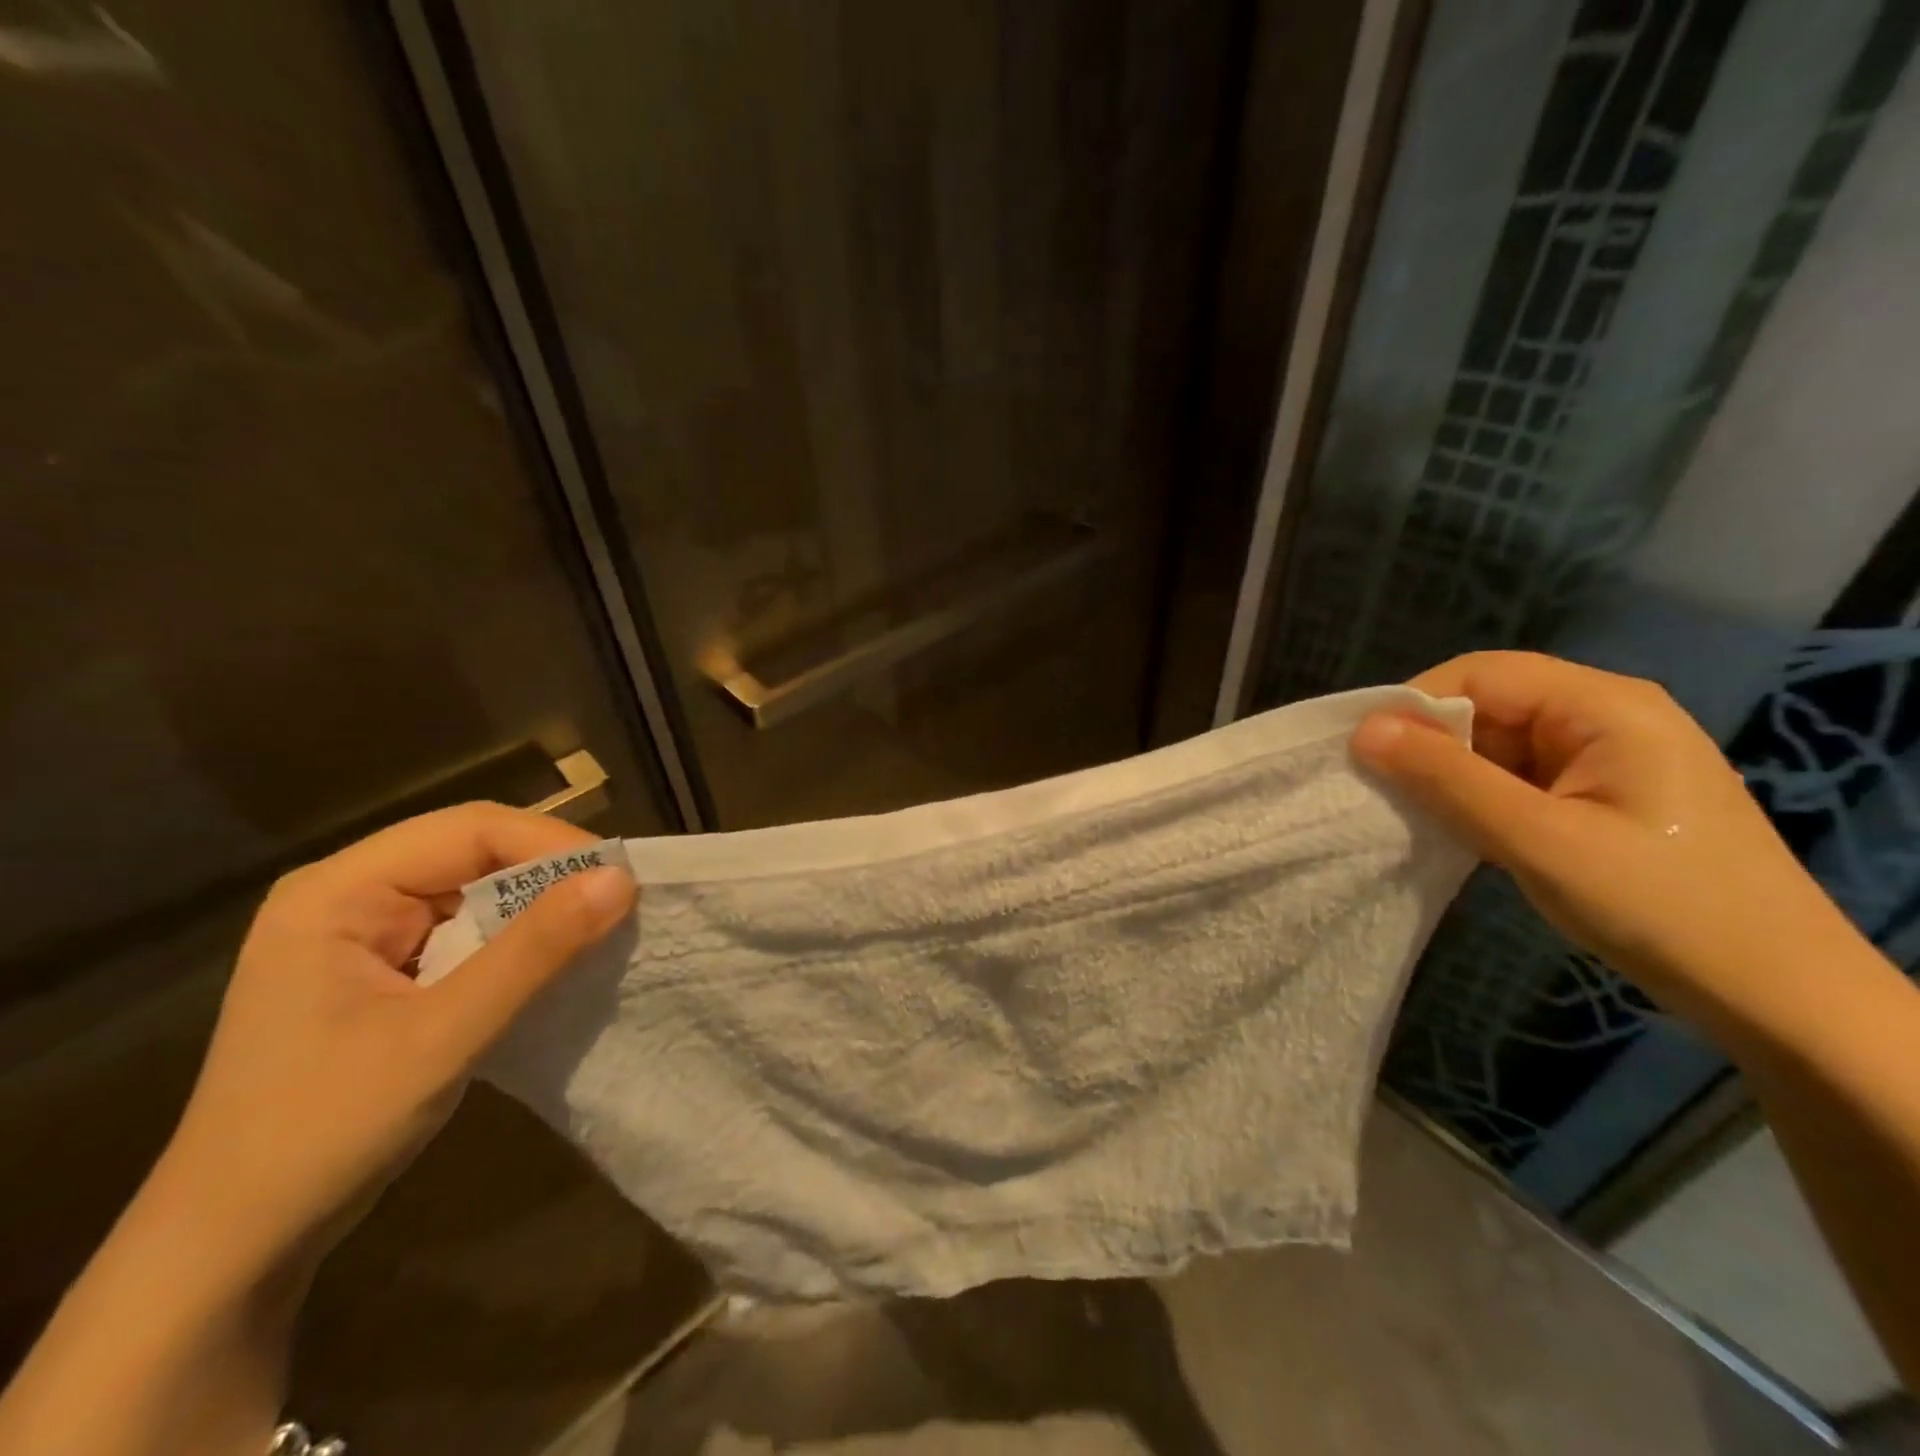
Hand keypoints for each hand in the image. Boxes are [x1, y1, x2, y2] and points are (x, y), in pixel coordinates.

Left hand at [149, 803, 635, 1281]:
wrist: (232, 1249)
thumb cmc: (322, 1133)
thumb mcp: (442, 1036)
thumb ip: (534, 952)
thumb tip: (622, 880)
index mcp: (338, 891)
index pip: (470, 829)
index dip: (553, 844)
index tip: (621, 882)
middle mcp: (350, 895)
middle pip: (474, 851)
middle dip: (551, 874)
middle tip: (621, 904)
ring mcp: (366, 934)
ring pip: (478, 890)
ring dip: (540, 908)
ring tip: (601, 929)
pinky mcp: (387, 971)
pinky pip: (470, 931)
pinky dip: (519, 941)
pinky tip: (555, 962)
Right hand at [1350, 651, 1863, 1039]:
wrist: (1777, 996)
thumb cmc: (1661, 908)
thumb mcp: (1539, 841)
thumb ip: (1448, 780)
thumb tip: (1364, 731)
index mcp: (1606, 707)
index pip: (1481, 674)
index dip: (1414, 704)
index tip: (1364, 753)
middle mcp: (1606, 716)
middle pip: (1489, 703)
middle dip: (1430, 742)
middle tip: (1382, 790)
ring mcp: (1606, 756)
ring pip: (1498, 741)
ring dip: (1451, 773)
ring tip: (1413, 812)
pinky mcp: (1601, 793)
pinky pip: (1518, 774)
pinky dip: (1478, 795)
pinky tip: (1457, 827)